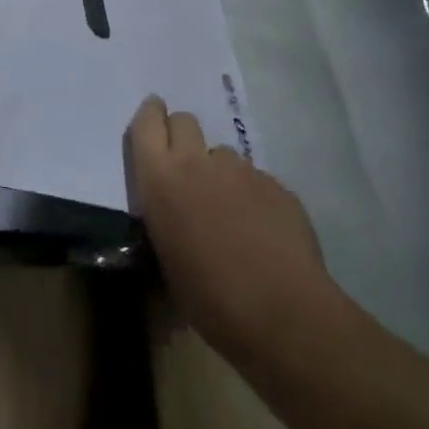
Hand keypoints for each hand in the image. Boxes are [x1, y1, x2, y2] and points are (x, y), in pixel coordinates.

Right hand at [126, 97, 338, 361]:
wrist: (282, 313)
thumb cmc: (208, 297)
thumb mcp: (165, 257)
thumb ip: (164, 217)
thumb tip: (172, 212)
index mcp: (160, 179)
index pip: (147, 123)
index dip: (150, 114)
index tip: (153, 114)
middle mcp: (197, 163)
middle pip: (185, 121)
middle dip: (182, 134)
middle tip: (186, 166)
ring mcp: (241, 170)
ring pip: (222, 154)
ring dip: (219, 172)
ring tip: (229, 211)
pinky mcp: (276, 185)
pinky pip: (256, 179)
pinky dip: (252, 196)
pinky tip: (261, 231)